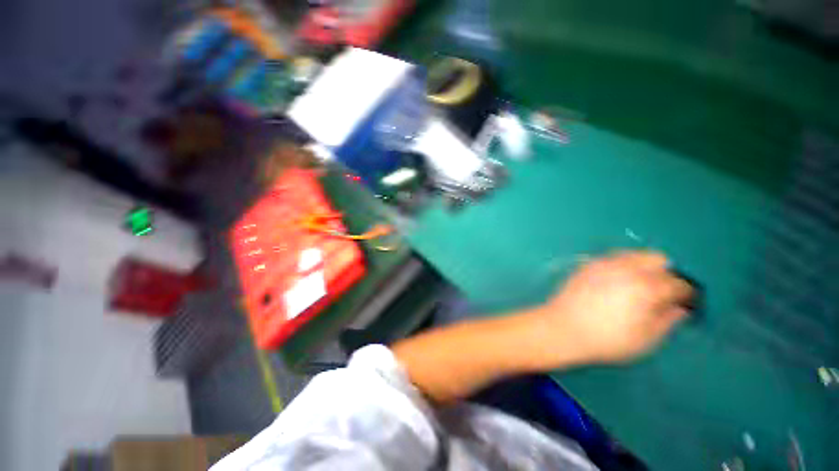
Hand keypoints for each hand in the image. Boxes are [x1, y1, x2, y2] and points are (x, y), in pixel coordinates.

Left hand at [529, 251, 693, 366]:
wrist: (562, 327)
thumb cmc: (605, 339)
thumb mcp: (644, 340)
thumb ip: (667, 321)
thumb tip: (680, 308)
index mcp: (646, 287)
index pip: (678, 283)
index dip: (686, 294)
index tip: (686, 303)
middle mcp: (626, 269)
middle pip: (657, 259)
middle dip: (665, 273)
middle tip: (660, 293)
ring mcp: (603, 263)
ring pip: (634, 254)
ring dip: (644, 266)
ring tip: (639, 287)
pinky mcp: (587, 265)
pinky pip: (613, 257)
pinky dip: (623, 265)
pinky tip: (617, 283)